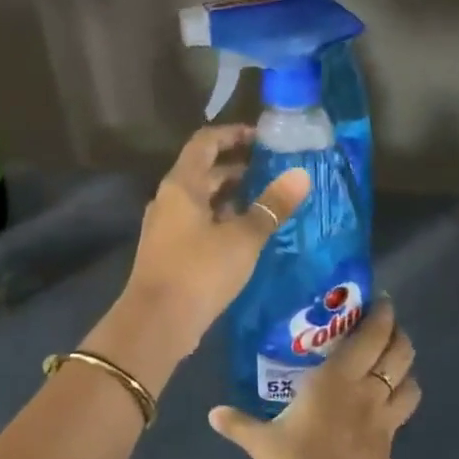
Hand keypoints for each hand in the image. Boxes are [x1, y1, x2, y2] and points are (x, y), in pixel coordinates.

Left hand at [104, 126, 309, 369]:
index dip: (233, 135)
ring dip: (231, 197)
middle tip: (273, 171)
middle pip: (203, 172)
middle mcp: (169, 199)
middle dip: (237, 168)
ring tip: (267, 202)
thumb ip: (272, 206)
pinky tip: (247, 235)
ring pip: (202, 200)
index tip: (262, 138)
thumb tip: (301, 175)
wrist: (157, 323)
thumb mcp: (243, 238)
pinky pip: (198, 224)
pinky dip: (222, 221)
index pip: (205, 142)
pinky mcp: (170, 252)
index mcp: (182, 185)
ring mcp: (166, 227)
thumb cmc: (199, 270)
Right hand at [208, 297, 418, 458]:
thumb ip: (239, 424)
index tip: (379, 301)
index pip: (371, 336)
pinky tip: (388, 400)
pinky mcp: (391, 443)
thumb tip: (213, 413)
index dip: (381, 315)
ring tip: (393, 359)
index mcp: (336, 379)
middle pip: (399, 351)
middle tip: (386, 325)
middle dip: (398, 333)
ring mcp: (383, 418)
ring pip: (410, 379)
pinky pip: (404, 409)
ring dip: (406, 365)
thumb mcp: (262, 444)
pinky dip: (403, 396)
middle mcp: (366, 390)